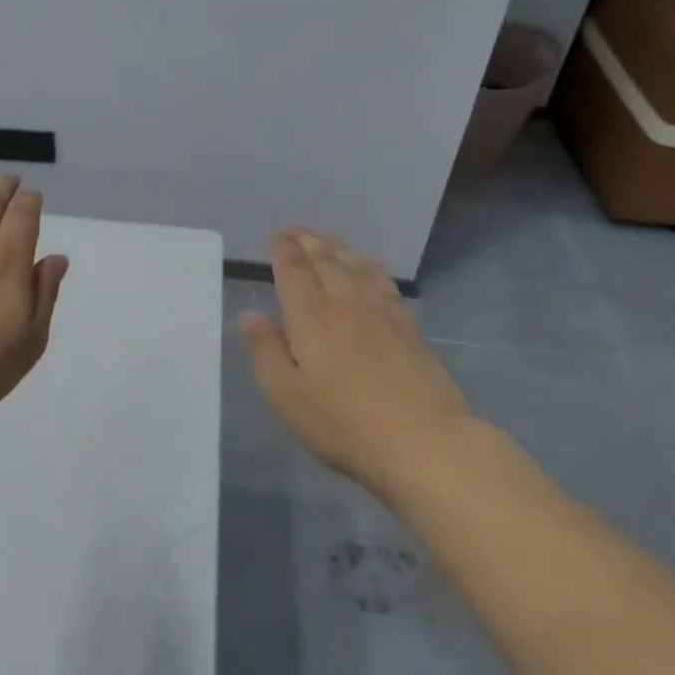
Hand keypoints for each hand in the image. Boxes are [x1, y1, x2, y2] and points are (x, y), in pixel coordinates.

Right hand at [239, 228, 472, 499]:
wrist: (423, 443)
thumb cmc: (342, 422)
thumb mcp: (285, 394)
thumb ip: (265, 350)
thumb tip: (251, 315)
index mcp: (311, 317)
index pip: (294, 272)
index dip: (283, 251)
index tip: (276, 237)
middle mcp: (346, 305)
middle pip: (327, 263)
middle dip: (309, 243)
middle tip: (297, 231)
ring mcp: (383, 316)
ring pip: (358, 269)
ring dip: (339, 250)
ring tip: (328, 240)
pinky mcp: (410, 332)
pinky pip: (386, 286)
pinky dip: (373, 269)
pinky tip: (372, 267)